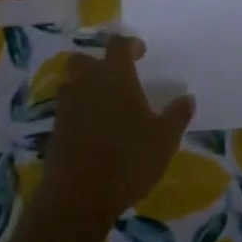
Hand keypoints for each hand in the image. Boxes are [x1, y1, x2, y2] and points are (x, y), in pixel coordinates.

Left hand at [37, 36, 194, 236]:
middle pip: (84, 60)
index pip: (118, 45)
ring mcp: (67, 107)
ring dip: (84, 87)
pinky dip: (77, 112)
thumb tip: (187, 98)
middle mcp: (87, 84)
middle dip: (97, 63)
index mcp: (115, 77)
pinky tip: (91, 130)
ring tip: (102, 103)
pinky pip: (65, 110)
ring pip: (71, 84)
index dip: (129, 44)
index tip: (140, 51)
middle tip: (115, 76)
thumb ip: (177, 115)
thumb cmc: (128, 159)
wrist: (78, 196)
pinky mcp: (54, 131)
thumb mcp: (164, 139)